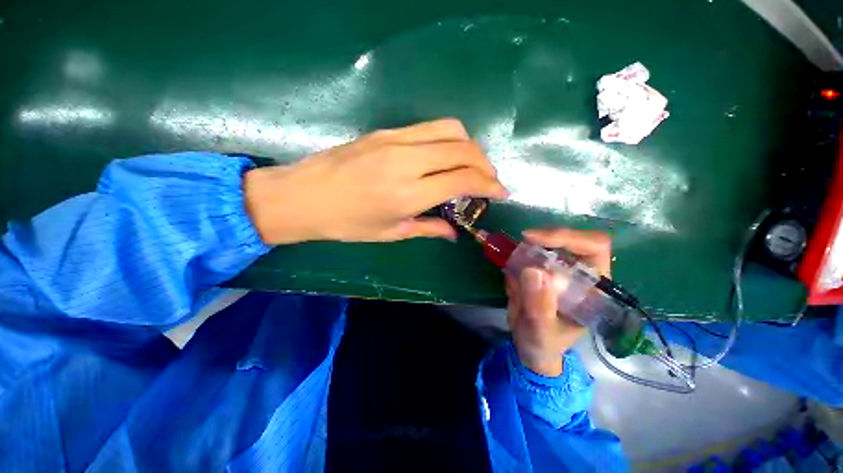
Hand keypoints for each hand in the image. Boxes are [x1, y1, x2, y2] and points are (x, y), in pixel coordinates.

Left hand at [244, 119, 507, 244]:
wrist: (302, 196)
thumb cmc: (345, 223)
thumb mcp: (390, 233)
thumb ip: (428, 229)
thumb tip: (454, 233)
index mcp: (408, 193)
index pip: (463, 179)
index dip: (489, 185)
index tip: (501, 193)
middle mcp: (407, 160)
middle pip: (464, 149)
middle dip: (486, 164)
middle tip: (489, 181)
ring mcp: (395, 139)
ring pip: (450, 129)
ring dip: (470, 147)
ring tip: (471, 167)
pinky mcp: (386, 130)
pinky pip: (429, 127)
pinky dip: (449, 140)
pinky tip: (445, 157)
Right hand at [506, 228, 611, 376]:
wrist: (532, 348)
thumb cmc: (544, 345)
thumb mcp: (541, 333)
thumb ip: (539, 307)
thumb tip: (532, 270)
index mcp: (593, 289)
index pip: (594, 247)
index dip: (567, 237)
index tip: (533, 239)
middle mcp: (581, 274)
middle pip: (571, 240)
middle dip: (544, 239)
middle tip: (521, 244)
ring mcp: (561, 270)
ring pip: (547, 245)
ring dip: (526, 251)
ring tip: (513, 273)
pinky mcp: (543, 270)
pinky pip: (528, 255)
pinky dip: (516, 258)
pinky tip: (511, 279)